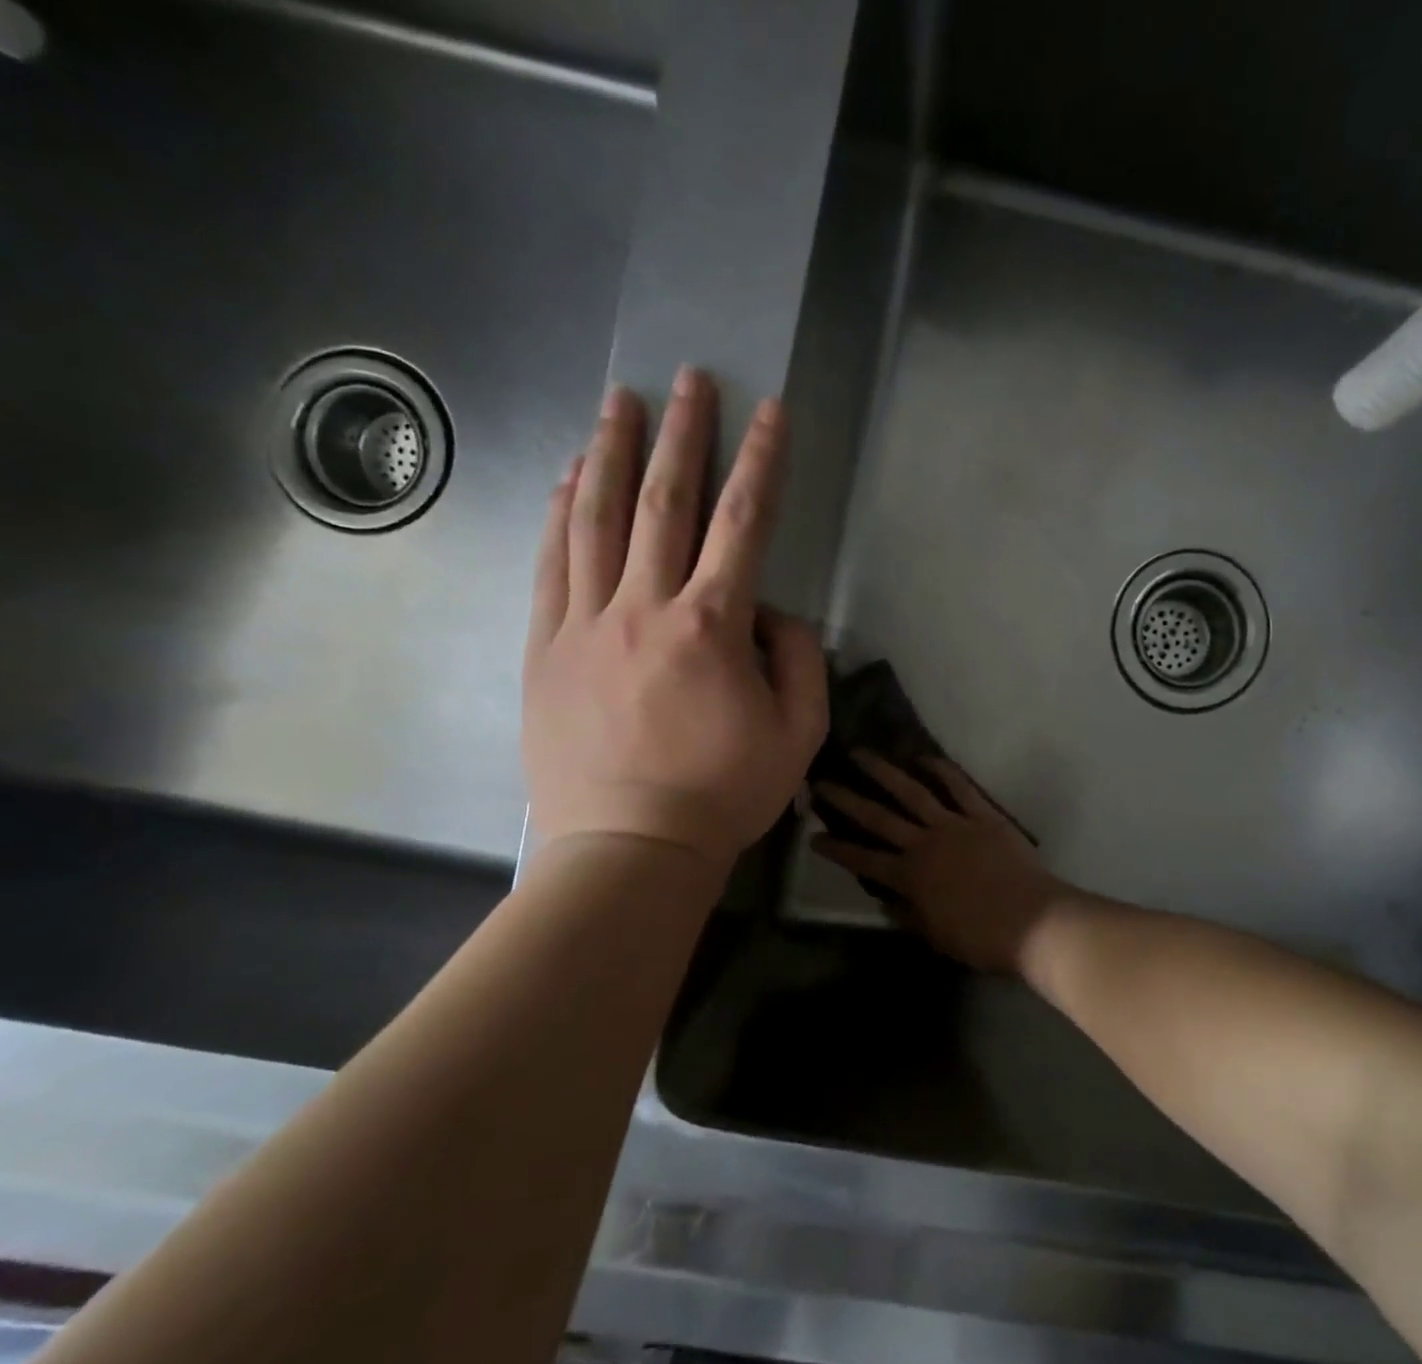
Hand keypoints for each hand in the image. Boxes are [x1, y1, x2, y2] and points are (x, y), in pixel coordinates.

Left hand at [522, 368, 827, 864]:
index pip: (743, 524)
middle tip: (687, 380)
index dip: (761, 462)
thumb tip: (773, 613)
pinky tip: (567, 478)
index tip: (770, 412)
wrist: (629, 848)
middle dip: (681, 434)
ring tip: (618, 401)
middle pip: (662, 501)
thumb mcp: (799, 734)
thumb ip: (799, 660)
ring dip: (609, 452)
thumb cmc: (723, 794)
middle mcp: (644, 607)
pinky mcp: (544, 647)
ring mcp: (584, 623)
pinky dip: (559, 512)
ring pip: (594, 518)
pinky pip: (551, 564)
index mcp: (712, 626)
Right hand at [812, 753, 1068, 973]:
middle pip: (878, 818)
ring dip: (885, 772)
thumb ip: (909, 916)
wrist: (1032, 921)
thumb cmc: (981, 938)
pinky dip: (943, 771)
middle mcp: (925, 844)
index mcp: (910, 878)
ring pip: (913, 793)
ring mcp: (955, 825)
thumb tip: (888, 904)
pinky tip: (926, 758)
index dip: (836, 849)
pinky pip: (960, 788)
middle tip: (822, 781)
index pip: (863, 860)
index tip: (812, 835)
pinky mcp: (984, 816)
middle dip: (847, 800)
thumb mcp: (936, 936)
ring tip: (862, 754)